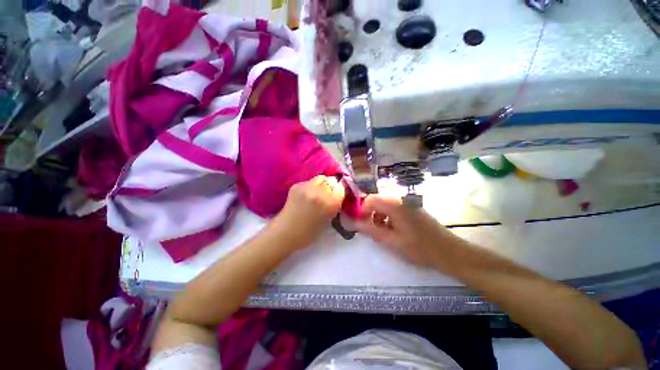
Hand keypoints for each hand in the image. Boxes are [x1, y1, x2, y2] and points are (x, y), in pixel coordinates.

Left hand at [272, 175, 345, 247]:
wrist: (285, 232)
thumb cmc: (309, 232)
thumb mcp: (328, 220)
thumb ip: (334, 205)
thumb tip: (337, 194)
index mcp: (330, 203)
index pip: (341, 188)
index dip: (340, 191)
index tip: (338, 194)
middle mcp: (320, 192)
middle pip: (331, 180)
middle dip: (331, 187)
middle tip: (328, 194)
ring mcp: (307, 187)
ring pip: (321, 178)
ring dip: (322, 184)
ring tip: (317, 193)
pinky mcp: (297, 185)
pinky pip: (309, 181)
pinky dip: (311, 186)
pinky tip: (306, 195)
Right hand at [355, 195, 459, 266]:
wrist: (449, 252)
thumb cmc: (419, 248)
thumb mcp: (392, 241)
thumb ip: (371, 230)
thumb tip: (354, 223)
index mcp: (395, 205)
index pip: (370, 200)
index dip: (362, 210)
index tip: (360, 224)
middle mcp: (400, 199)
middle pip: (377, 200)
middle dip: (370, 213)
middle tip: (370, 229)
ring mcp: (407, 202)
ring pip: (385, 204)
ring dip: (379, 215)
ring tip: (382, 231)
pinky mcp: (412, 207)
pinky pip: (394, 207)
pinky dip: (388, 216)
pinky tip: (392, 229)